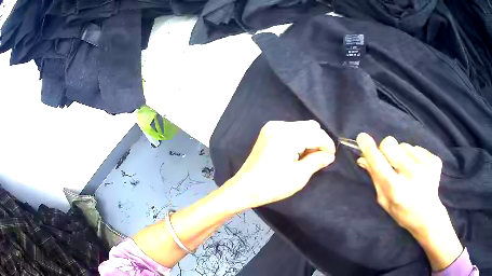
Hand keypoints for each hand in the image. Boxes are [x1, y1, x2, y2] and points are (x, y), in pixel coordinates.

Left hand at [225, 120, 335, 209]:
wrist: (244, 188)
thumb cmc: (272, 185)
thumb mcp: (299, 175)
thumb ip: (317, 161)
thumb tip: (329, 155)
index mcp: (287, 135)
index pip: (316, 134)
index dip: (327, 145)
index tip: (331, 157)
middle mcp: (279, 125)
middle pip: (310, 127)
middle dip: (319, 141)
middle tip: (319, 159)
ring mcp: (272, 127)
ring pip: (301, 127)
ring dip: (309, 139)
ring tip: (307, 157)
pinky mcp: (268, 131)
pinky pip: (291, 129)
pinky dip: (298, 138)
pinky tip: (296, 152)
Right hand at [356, 133, 462, 270]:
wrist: (427, 216)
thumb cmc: (402, 212)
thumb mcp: (384, 200)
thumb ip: (375, 178)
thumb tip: (363, 158)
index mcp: (396, 189)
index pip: (378, 162)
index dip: (368, 148)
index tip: (362, 137)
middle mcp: (411, 174)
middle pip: (390, 143)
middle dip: (385, 149)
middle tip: (390, 160)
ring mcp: (425, 166)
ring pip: (404, 145)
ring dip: (402, 154)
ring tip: (407, 169)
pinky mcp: (434, 160)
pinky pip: (416, 148)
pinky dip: (414, 156)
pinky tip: (418, 170)